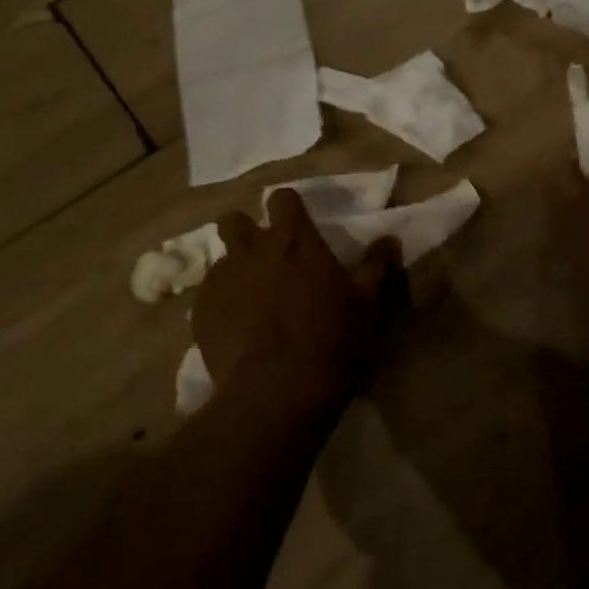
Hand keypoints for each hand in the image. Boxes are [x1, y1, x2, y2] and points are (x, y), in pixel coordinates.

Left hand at [195, 188, 402, 403]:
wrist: (280, 390)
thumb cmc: (333, 340)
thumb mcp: (368, 304)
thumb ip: (376, 266)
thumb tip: (388, 240)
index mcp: (294, 240)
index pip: (282, 198)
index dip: (288, 208)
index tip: (297, 224)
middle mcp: (252, 250)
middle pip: (234, 221)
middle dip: (245, 231)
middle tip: (265, 258)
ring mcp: (221, 279)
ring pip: (221, 261)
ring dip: (236, 272)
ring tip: (252, 301)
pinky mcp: (200, 311)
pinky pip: (208, 297)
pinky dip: (222, 306)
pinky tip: (238, 331)